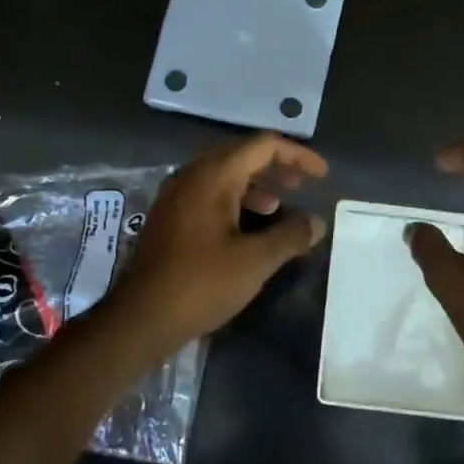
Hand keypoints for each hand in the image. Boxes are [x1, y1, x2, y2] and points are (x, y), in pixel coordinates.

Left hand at [109, 133, 327, 352]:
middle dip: (276, 167)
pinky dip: (235, 200)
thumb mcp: (255, 261)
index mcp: (212, 176)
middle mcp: (191, 176)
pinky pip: (209, 194)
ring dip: (256, 185)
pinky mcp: (170, 218)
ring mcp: (176, 197)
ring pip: (224, 175)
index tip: (321, 175)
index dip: (297, 156)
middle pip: (242, 155)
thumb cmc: (201, 283)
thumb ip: (290, 236)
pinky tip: (249, 226)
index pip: (262, 146)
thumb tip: (316, 223)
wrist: (142, 317)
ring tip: (280, 206)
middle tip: (303, 186)